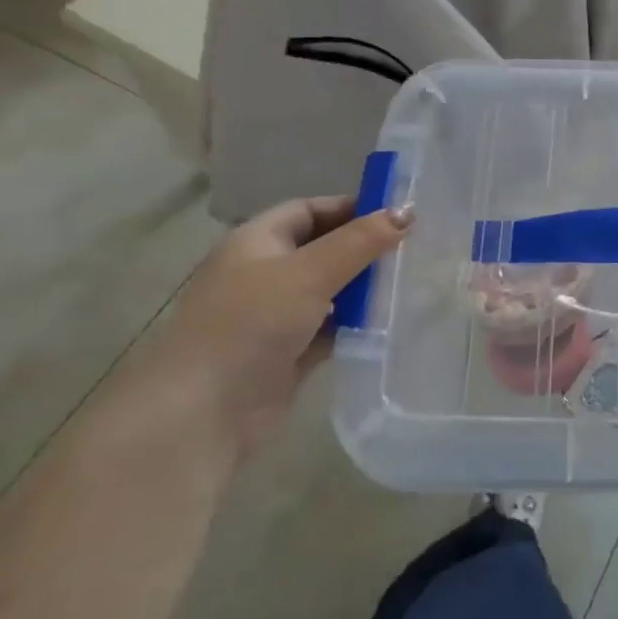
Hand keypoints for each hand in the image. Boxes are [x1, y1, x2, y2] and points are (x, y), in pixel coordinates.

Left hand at [132, 196, 412, 460]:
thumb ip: (360, 241)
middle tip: (413, 250)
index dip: (350, 207)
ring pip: (328, 291)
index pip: (309, 209)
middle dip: (363, 249)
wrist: (204, 410)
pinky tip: (388, 323)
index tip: (398, 215)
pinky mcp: (286, 353)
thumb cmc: (252, 323)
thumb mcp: (310, 272)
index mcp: (256, 242)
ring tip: (409, 284)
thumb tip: (407, 211)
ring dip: (363, 289)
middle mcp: (263, 273)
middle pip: (322, 249)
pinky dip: (355, 324)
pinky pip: (329, 328)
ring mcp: (273, 315)